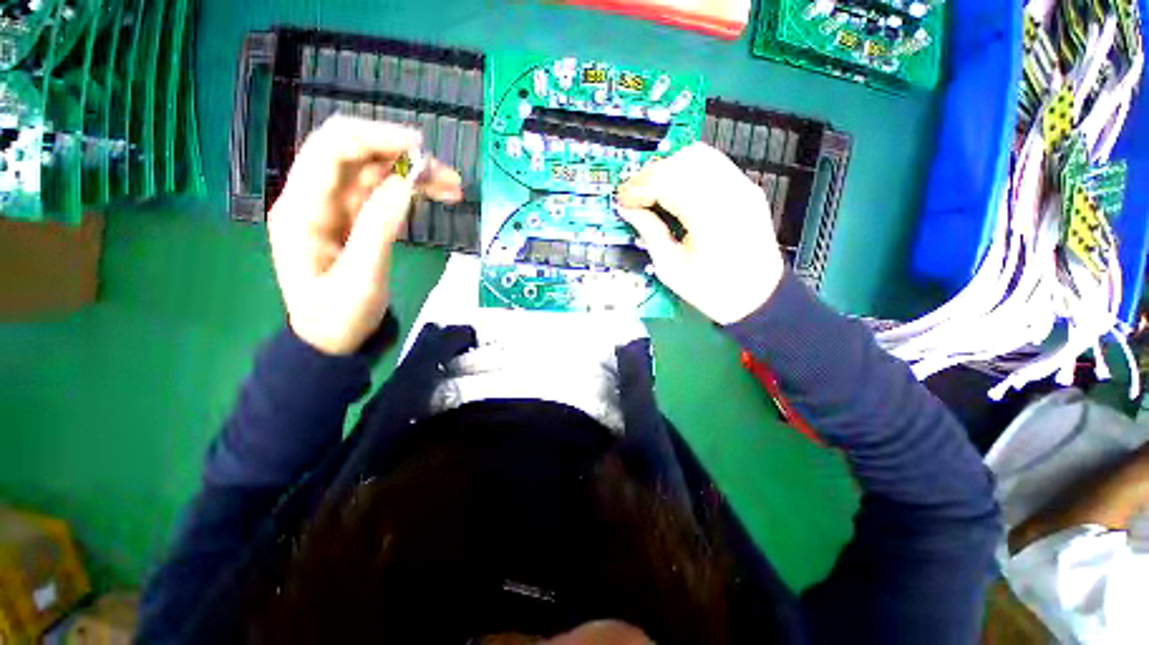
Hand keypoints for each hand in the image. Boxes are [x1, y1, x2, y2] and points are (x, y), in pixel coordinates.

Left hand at [268, 116, 461, 354]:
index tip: (420, 148)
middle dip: (398, 154)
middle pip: (354, 154)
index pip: (332, 151)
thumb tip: (405, 184)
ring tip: (452, 186)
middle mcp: (314, 199)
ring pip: (374, 172)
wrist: (333, 340)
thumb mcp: (361, 278)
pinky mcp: (354, 219)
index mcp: (301, 210)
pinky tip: (436, 194)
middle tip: (443, 171)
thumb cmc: (339, 316)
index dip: (375, 139)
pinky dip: (410, 190)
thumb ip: (379, 228)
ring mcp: (335, 208)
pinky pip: (383, 192)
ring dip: (412, 173)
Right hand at [616, 143, 784, 324]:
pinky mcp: (746, 189)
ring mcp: (742, 187)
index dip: (639, 187)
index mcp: (709, 218)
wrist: (758, 296)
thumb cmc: (713, 290)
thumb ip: (650, 233)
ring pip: (699, 154)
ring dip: (669, 167)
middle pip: (682, 162)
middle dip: (651, 174)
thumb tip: (630, 210)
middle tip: (635, 195)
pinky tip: (676, 188)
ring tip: (653, 190)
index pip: (667, 181)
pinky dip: (688, 169)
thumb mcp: (671, 268)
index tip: (624, 199)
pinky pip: (713, 163)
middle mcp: (730, 194)